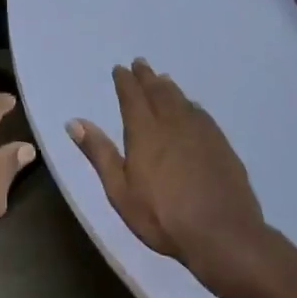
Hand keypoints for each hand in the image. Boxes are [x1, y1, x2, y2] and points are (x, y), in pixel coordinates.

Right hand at [67, 60, 267, 288]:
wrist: (222, 234)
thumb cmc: (162, 216)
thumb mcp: (120, 190)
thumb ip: (99, 153)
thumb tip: (74, 122)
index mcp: (144, 132)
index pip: (132, 97)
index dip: (125, 81)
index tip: (120, 68)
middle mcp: (172, 123)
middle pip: (158, 92)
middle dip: (147, 77)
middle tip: (140, 63)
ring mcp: (201, 133)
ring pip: (181, 100)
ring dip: (169, 87)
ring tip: (163, 79)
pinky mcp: (221, 145)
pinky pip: (201, 115)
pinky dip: (191, 105)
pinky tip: (192, 108)